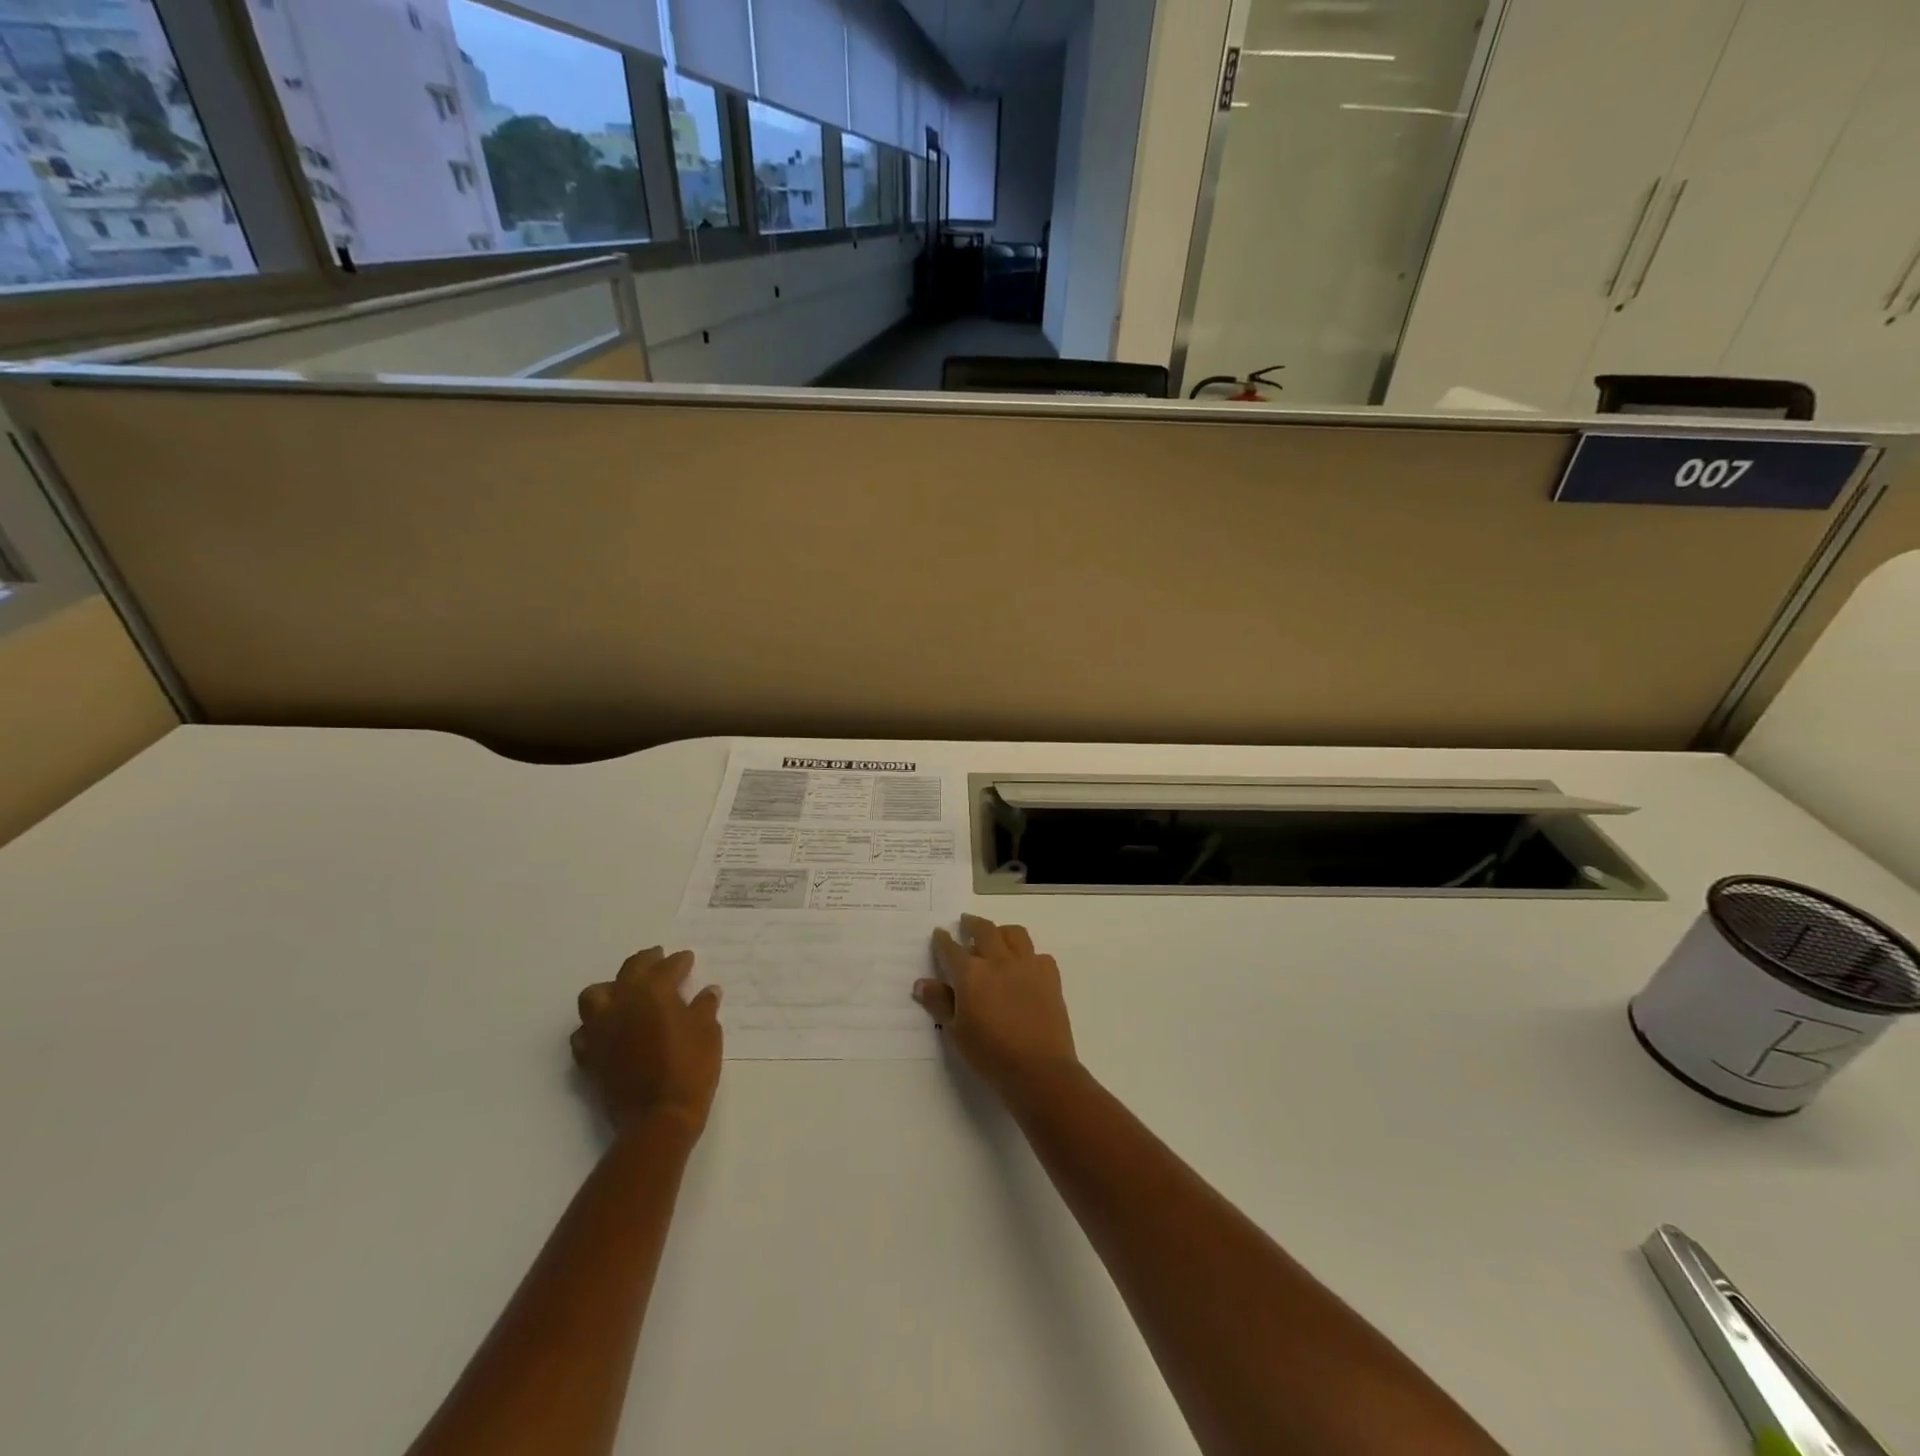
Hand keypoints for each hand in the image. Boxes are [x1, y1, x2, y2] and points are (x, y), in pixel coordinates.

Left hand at [572, 947, 722, 1133]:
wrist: (658, 1117)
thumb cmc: (689, 1068)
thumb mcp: (708, 1032)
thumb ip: (704, 1007)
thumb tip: (708, 991)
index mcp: (653, 992)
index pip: (667, 967)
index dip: (680, 962)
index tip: (688, 959)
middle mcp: (622, 1003)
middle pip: (629, 970)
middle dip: (646, 961)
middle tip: (659, 959)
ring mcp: (601, 1029)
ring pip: (595, 995)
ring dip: (611, 988)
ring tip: (626, 992)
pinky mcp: (590, 1056)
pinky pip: (584, 1032)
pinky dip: (595, 1025)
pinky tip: (608, 1029)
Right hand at [915, 915, 1078, 1098]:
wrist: (1039, 1069)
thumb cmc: (990, 1054)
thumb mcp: (956, 1032)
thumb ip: (939, 1003)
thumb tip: (921, 983)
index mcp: (971, 974)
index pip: (951, 949)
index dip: (943, 940)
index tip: (940, 933)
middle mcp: (998, 960)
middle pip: (984, 930)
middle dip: (972, 923)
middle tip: (966, 921)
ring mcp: (1027, 965)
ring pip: (1014, 934)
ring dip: (1002, 931)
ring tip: (997, 935)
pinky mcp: (1050, 975)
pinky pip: (1038, 954)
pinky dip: (1028, 955)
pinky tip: (1025, 965)